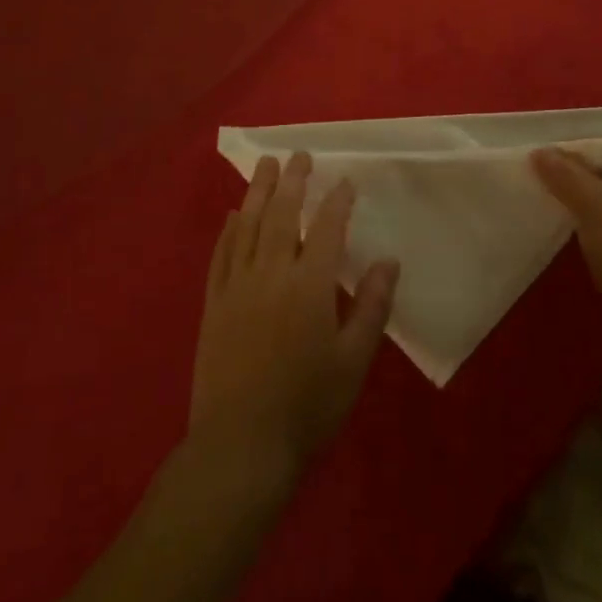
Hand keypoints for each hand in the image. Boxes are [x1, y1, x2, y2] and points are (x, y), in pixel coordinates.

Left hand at [189, 153, 399, 489]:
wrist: (240, 447)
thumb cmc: (306, 407)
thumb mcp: (353, 362)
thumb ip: (370, 307)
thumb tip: (387, 261)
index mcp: (309, 285)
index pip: (325, 228)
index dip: (337, 202)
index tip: (345, 181)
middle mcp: (271, 273)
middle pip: (282, 214)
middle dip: (293, 181)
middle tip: (299, 154)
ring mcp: (237, 286)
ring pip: (248, 225)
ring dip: (258, 191)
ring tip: (266, 165)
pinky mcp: (213, 303)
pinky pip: (221, 254)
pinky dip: (228, 230)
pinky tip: (232, 215)